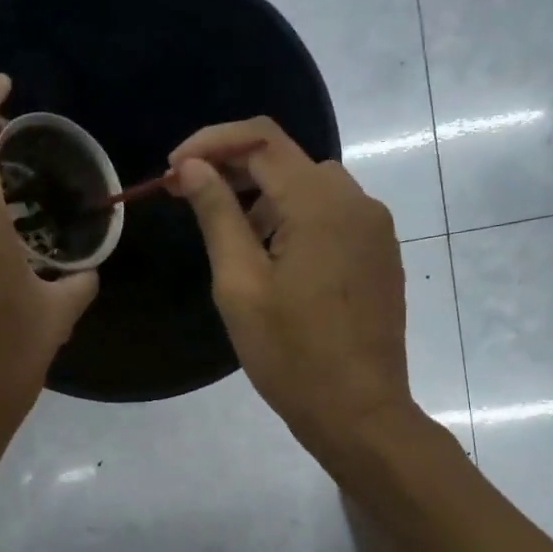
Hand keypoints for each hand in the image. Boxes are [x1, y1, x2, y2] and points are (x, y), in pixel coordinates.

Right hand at [168, 118, 418, 460]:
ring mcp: (375, 229)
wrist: (359, 412)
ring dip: (266, 198)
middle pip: (288, 159)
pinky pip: (333, 216)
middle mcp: (357, 202)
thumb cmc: (291, 355)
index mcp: (320, 204)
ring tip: (234, 242)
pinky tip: (277, 261)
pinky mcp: (380, 254)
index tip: (172, 170)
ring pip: (311, 187)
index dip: (211, 143)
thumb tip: (193, 167)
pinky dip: (297, 219)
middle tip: (189, 200)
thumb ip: (217, 215)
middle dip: (234, 170)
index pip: (261, 139)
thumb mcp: (240, 284)